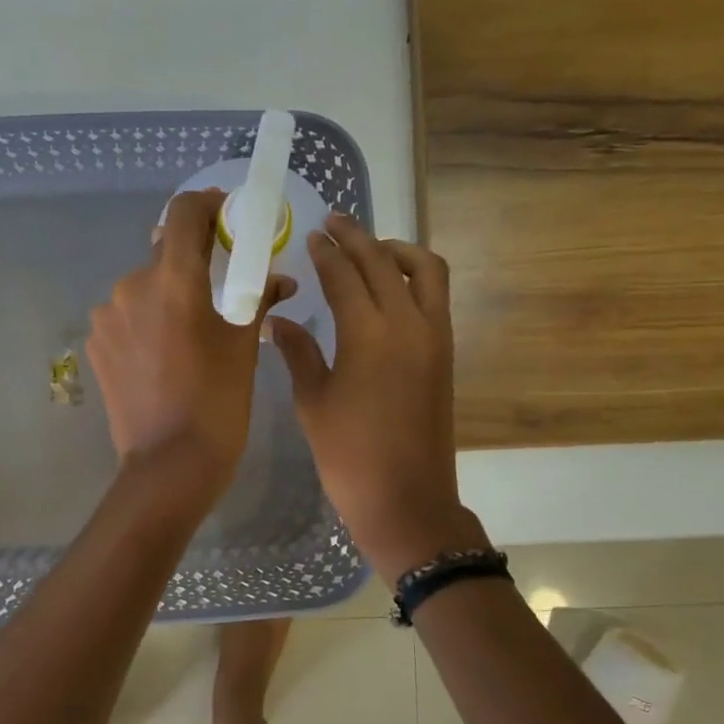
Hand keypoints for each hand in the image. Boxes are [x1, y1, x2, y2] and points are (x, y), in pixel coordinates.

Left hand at [88, 189, 292, 496]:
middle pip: (164, 254)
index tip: (226, 218)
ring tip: (188, 335)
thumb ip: (257, 298)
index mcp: (173, 280)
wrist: (169, 464)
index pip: (184, 213)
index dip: (207, 205)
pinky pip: (125, 317)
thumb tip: (279, 278)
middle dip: (192, 264)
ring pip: (143, 288)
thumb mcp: (244, 347)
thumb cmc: (218, 402)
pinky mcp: (96, 344)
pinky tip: (162, 355)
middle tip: (218, 291)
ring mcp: (107, 317)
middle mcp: (131, 286)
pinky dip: (146, 322)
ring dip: (166, 296)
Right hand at [269, 214, 480, 582]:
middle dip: (357, 238)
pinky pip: (436, 296)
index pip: (345, 275)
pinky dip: (415, 277)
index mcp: (368, 334)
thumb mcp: (313, 402)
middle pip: (384, 262)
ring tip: (369, 249)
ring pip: (425, 271)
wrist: (407, 499)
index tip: (311, 237)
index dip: (326, 253)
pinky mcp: (445, 353)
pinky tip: (390, 286)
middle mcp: (408, 323)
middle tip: (334, 224)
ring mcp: (434, 337)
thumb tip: (278, 320)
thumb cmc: (348, 455)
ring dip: (396, 251)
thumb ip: (298, 352)